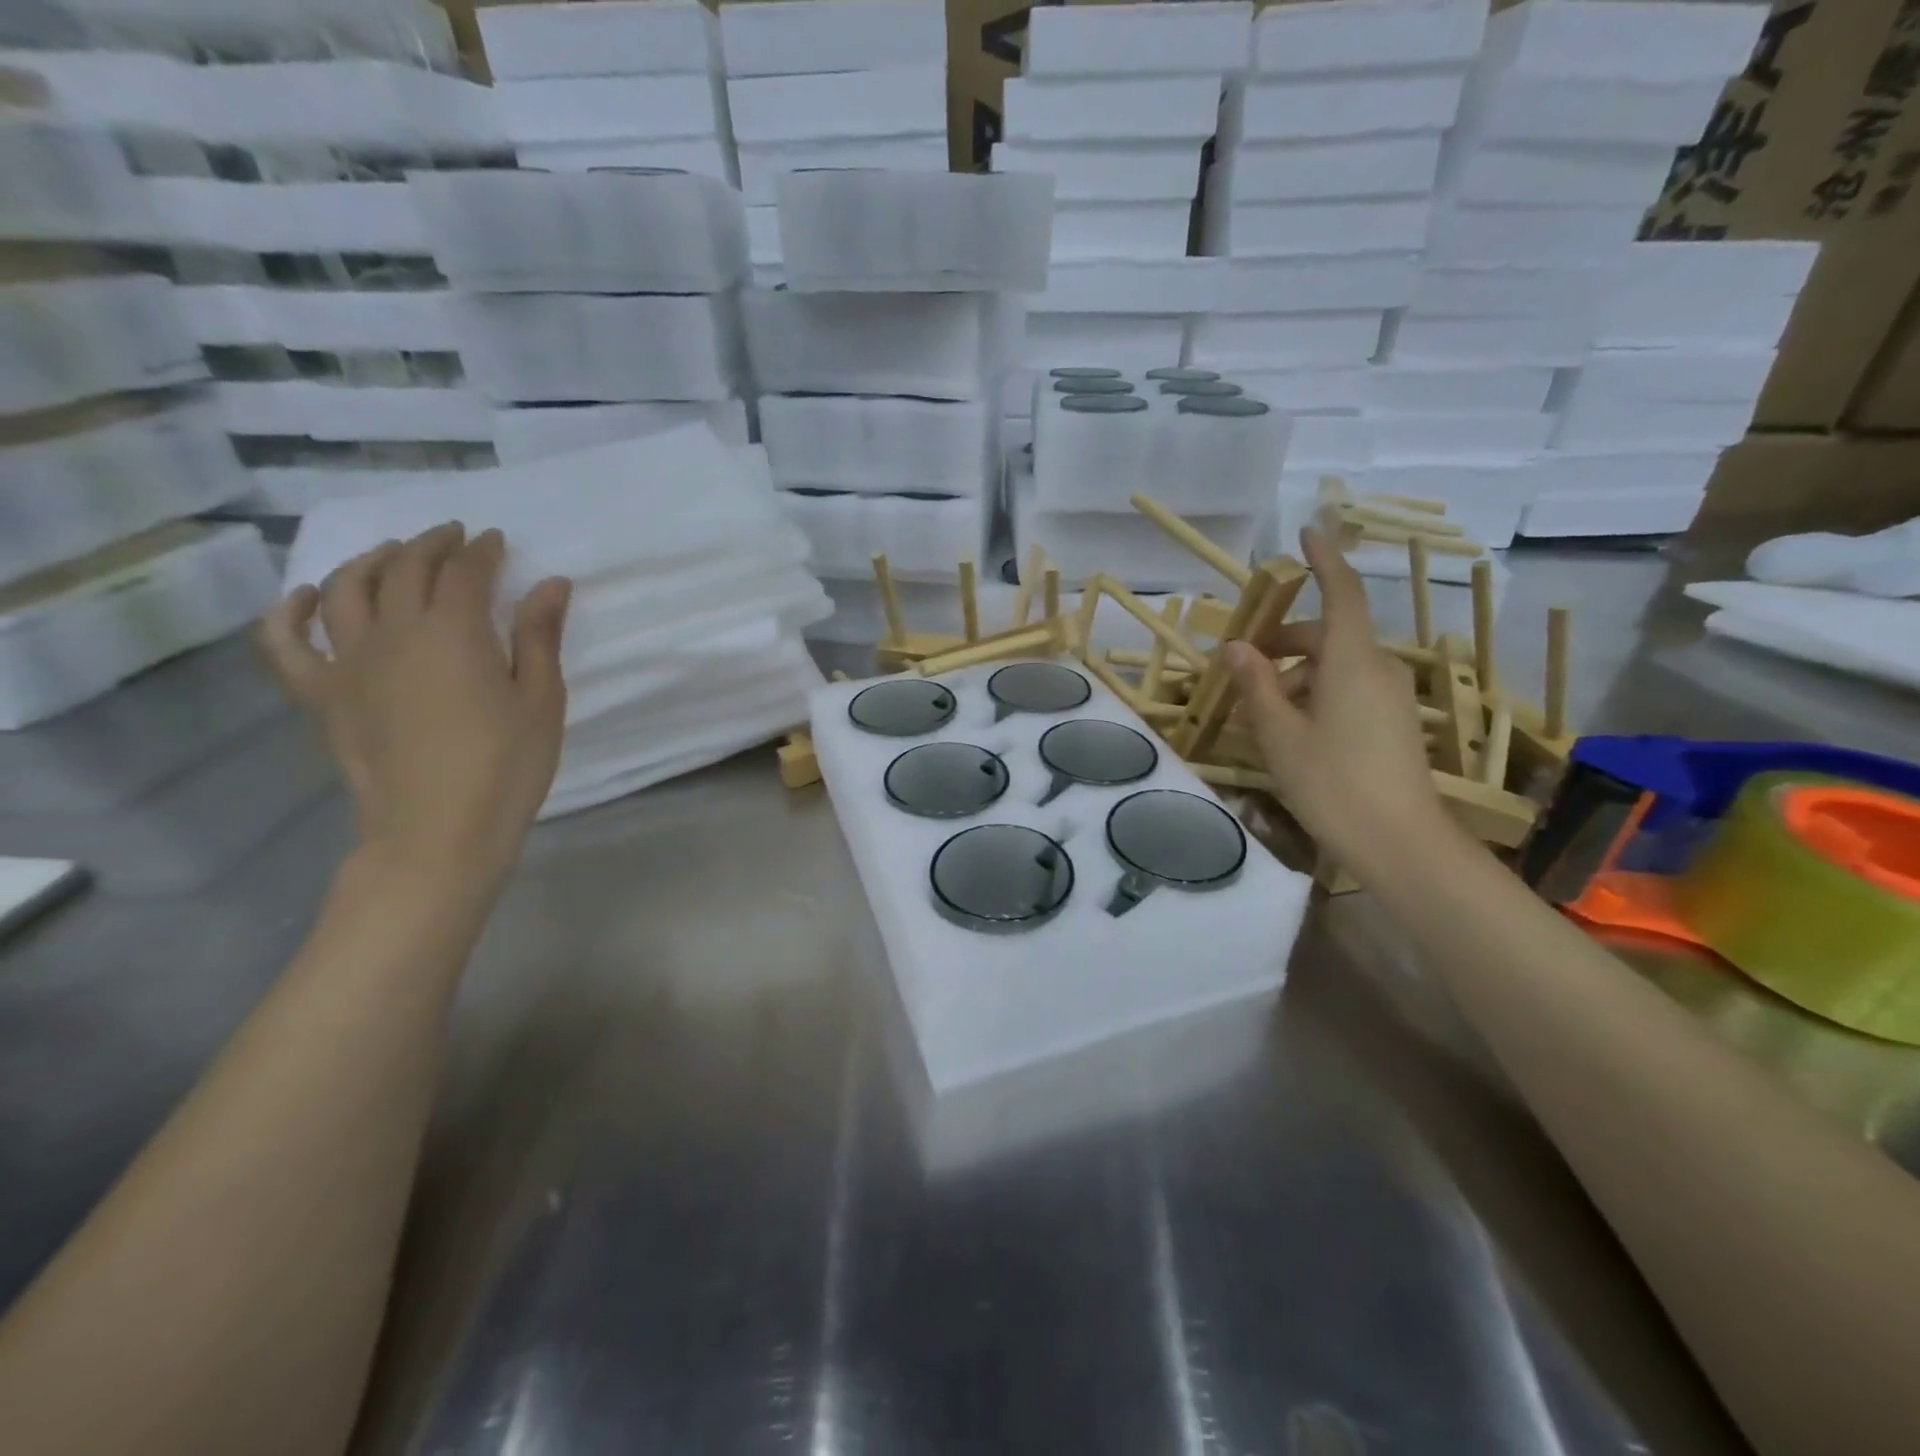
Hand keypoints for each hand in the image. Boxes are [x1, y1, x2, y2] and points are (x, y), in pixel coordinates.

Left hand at [258, 523, 571, 891]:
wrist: (438, 830)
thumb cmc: (507, 765)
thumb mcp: (541, 700)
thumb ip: (540, 637)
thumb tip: (551, 583)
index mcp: (454, 632)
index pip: (464, 572)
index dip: (482, 551)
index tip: (496, 541)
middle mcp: (394, 632)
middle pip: (404, 569)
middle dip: (431, 545)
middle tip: (452, 537)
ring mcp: (348, 661)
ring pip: (345, 589)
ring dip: (370, 561)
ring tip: (391, 554)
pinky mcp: (321, 694)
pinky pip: (286, 641)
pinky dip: (290, 611)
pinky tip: (305, 597)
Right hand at [1226, 525, 1447, 871]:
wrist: (1399, 843)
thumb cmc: (1331, 782)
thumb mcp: (1279, 733)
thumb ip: (1256, 684)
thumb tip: (1235, 646)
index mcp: (1352, 660)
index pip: (1341, 593)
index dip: (1324, 560)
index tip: (1307, 532)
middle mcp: (1379, 668)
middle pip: (1329, 634)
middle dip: (1285, 643)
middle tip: (1242, 667)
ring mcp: (1392, 697)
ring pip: (1337, 666)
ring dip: (1296, 676)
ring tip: (1258, 714)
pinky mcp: (1395, 723)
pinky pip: (1350, 690)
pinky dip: (1316, 695)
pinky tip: (1290, 731)